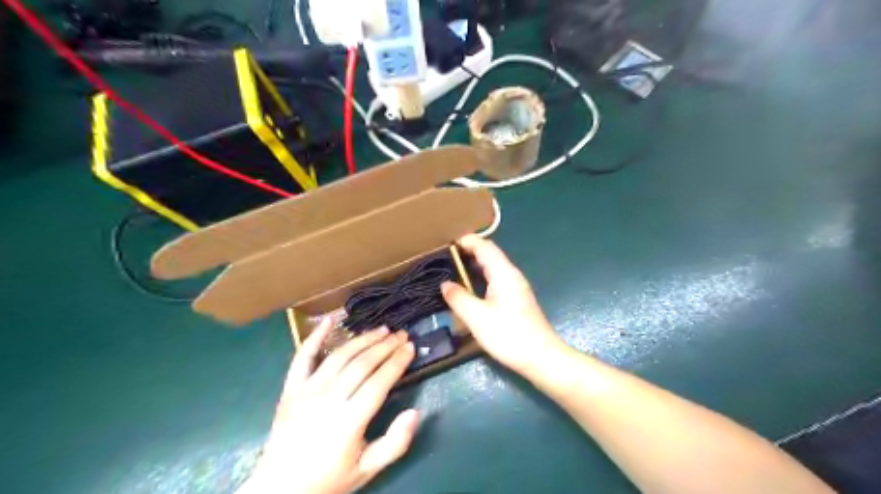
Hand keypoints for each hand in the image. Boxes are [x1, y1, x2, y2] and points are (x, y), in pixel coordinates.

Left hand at [241, 320, 415, 493]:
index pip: (379, 382)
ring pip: (340, 356)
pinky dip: (315, 337)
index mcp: (349, 421)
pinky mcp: (291, 389)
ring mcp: (307, 391)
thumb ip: (395, 443)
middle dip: (385, 346)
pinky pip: (302, 357)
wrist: (280, 489)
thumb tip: (416, 412)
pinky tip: (330, 320)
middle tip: (402, 335)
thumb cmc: (329, 478)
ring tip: (381, 330)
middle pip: (362, 364)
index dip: (397, 362)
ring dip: (363, 339)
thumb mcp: (368, 469)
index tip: (411, 347)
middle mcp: (328, 400)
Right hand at [441, 236, 564, 373]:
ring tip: (454, 271)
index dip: (467, 241)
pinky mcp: (517, 300)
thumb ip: (459, 298)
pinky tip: (472, 290)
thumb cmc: (508, 334)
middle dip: (469, 252)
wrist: (541, 357)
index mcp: (503, 273)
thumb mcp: (477, 317)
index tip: (447, 245)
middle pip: (490, 254)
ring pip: (493, 268)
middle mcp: (511, 275)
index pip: (485, 247)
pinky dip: (482, 278)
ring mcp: (516, 287)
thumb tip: (445, 284)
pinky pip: (496, 279)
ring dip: (475, 266)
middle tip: (446, 258)